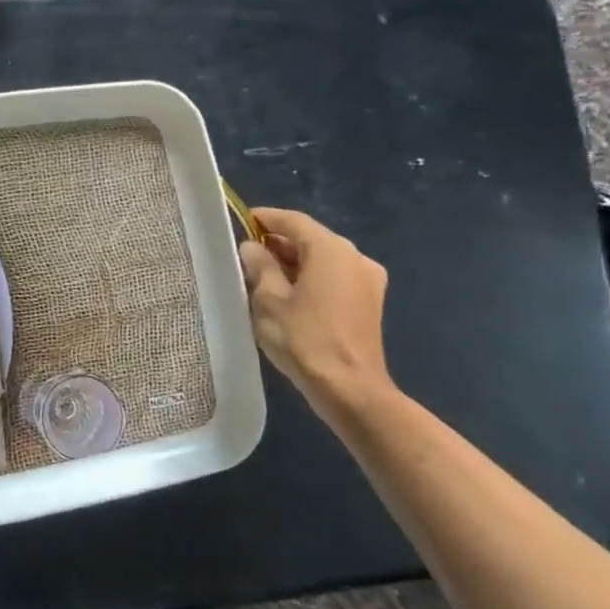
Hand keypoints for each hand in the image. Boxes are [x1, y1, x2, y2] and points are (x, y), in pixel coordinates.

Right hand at [238, 208, 392, 419]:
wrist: (350, 389)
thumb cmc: (304, 339)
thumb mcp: (268, 300)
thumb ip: (259, 266)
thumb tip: (252, 248)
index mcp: (331, 250)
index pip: (293, 221)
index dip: (265, 219)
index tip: (240, 222)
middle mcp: (355, 257)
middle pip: (310, 239)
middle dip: (277, 243)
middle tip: (245, 254)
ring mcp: (367, 281)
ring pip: (322, 259)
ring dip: (293, 263)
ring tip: (260, 276)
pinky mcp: (369, 303)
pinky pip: (333, 278)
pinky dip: (310, 278)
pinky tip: (287, 295)